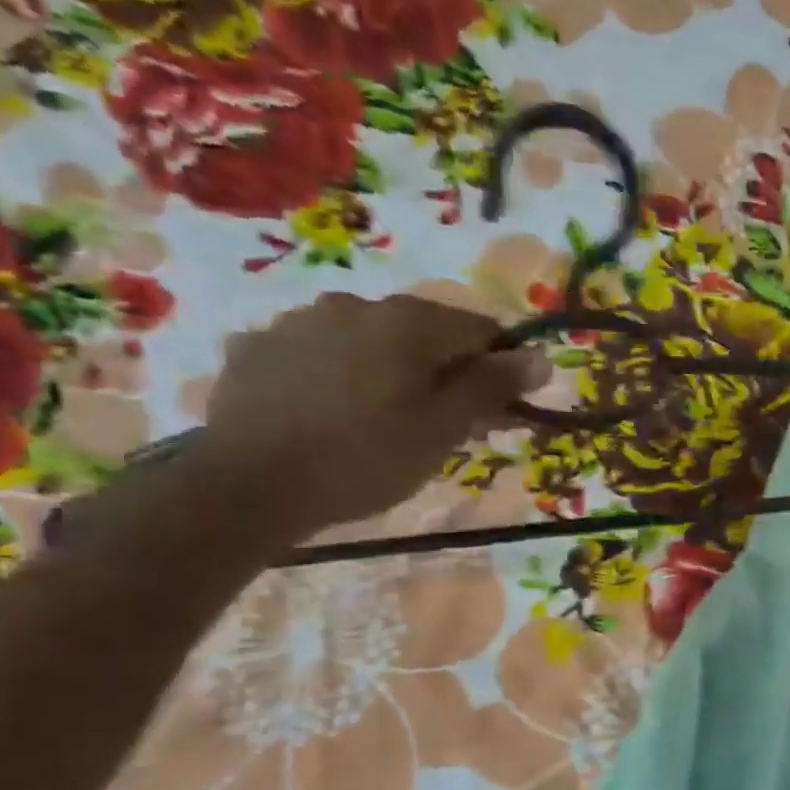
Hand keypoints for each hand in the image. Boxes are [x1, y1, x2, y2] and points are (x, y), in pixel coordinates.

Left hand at [198, 294, 549, 541]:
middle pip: (424, 332)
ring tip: (383, 421)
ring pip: (371, 340)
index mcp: (407, 322)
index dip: (501, 367)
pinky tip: (332, 413)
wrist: (248, 486)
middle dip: (445, 371)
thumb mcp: (444, 428)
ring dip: (392, 370)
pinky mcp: (258, 346)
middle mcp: (355, 304)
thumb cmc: (366, 459)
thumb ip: (493, 387)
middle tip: (445, 424)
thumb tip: (540, 358)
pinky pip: (321, 353)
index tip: (500, 410)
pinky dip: (340, 374)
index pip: (480, 329)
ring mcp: (299, 321)